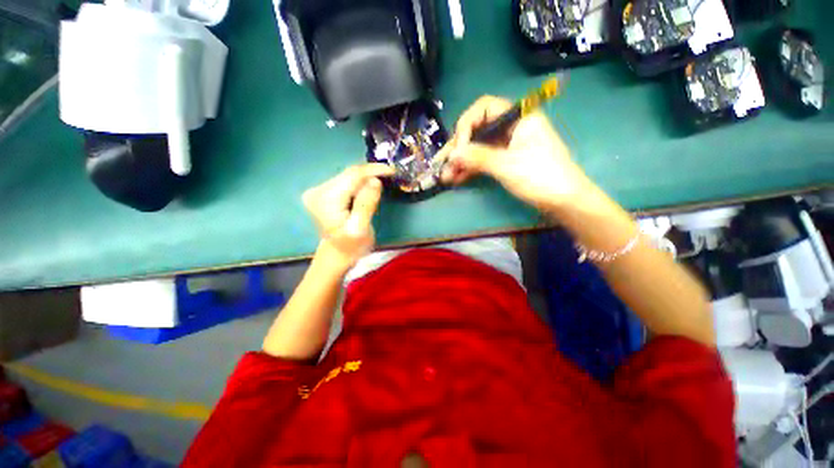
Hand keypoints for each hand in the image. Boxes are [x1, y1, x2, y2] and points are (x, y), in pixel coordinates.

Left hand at [303, 164, 393, 269]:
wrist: (338, 254)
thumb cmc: (352, 246)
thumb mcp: (361, 228)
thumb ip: (366, 204)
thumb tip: (375, 180)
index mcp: (325, 200)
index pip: (352, 176)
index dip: (373, 170)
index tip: (392, 171)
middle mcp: (317, 191)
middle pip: (349, 174)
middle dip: (371, 173)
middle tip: (390, 175)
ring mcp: (319, 190)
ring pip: (349, 176)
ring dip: (367, 177)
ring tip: (382, 182)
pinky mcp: (324, 192)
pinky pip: (346, 181)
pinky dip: (360, 182)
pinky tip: (369, 188)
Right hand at [440, 95, 597, 211]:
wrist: (564, 201)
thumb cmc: (540, 177)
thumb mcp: (507, 165)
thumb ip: (478, 157)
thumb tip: (452, 154)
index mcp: (518, 118)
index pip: (484, 108)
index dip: (467, 125)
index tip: (459, 147)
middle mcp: (511, 128)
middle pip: (478, 130)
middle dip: (459, 148)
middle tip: (443, 164)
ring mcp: (508, 146)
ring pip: (479, 148)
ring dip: (462, 162)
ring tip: (446, 177)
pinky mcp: (507, 161)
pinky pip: (484, 160)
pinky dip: (471, 169)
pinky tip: (457, 178)